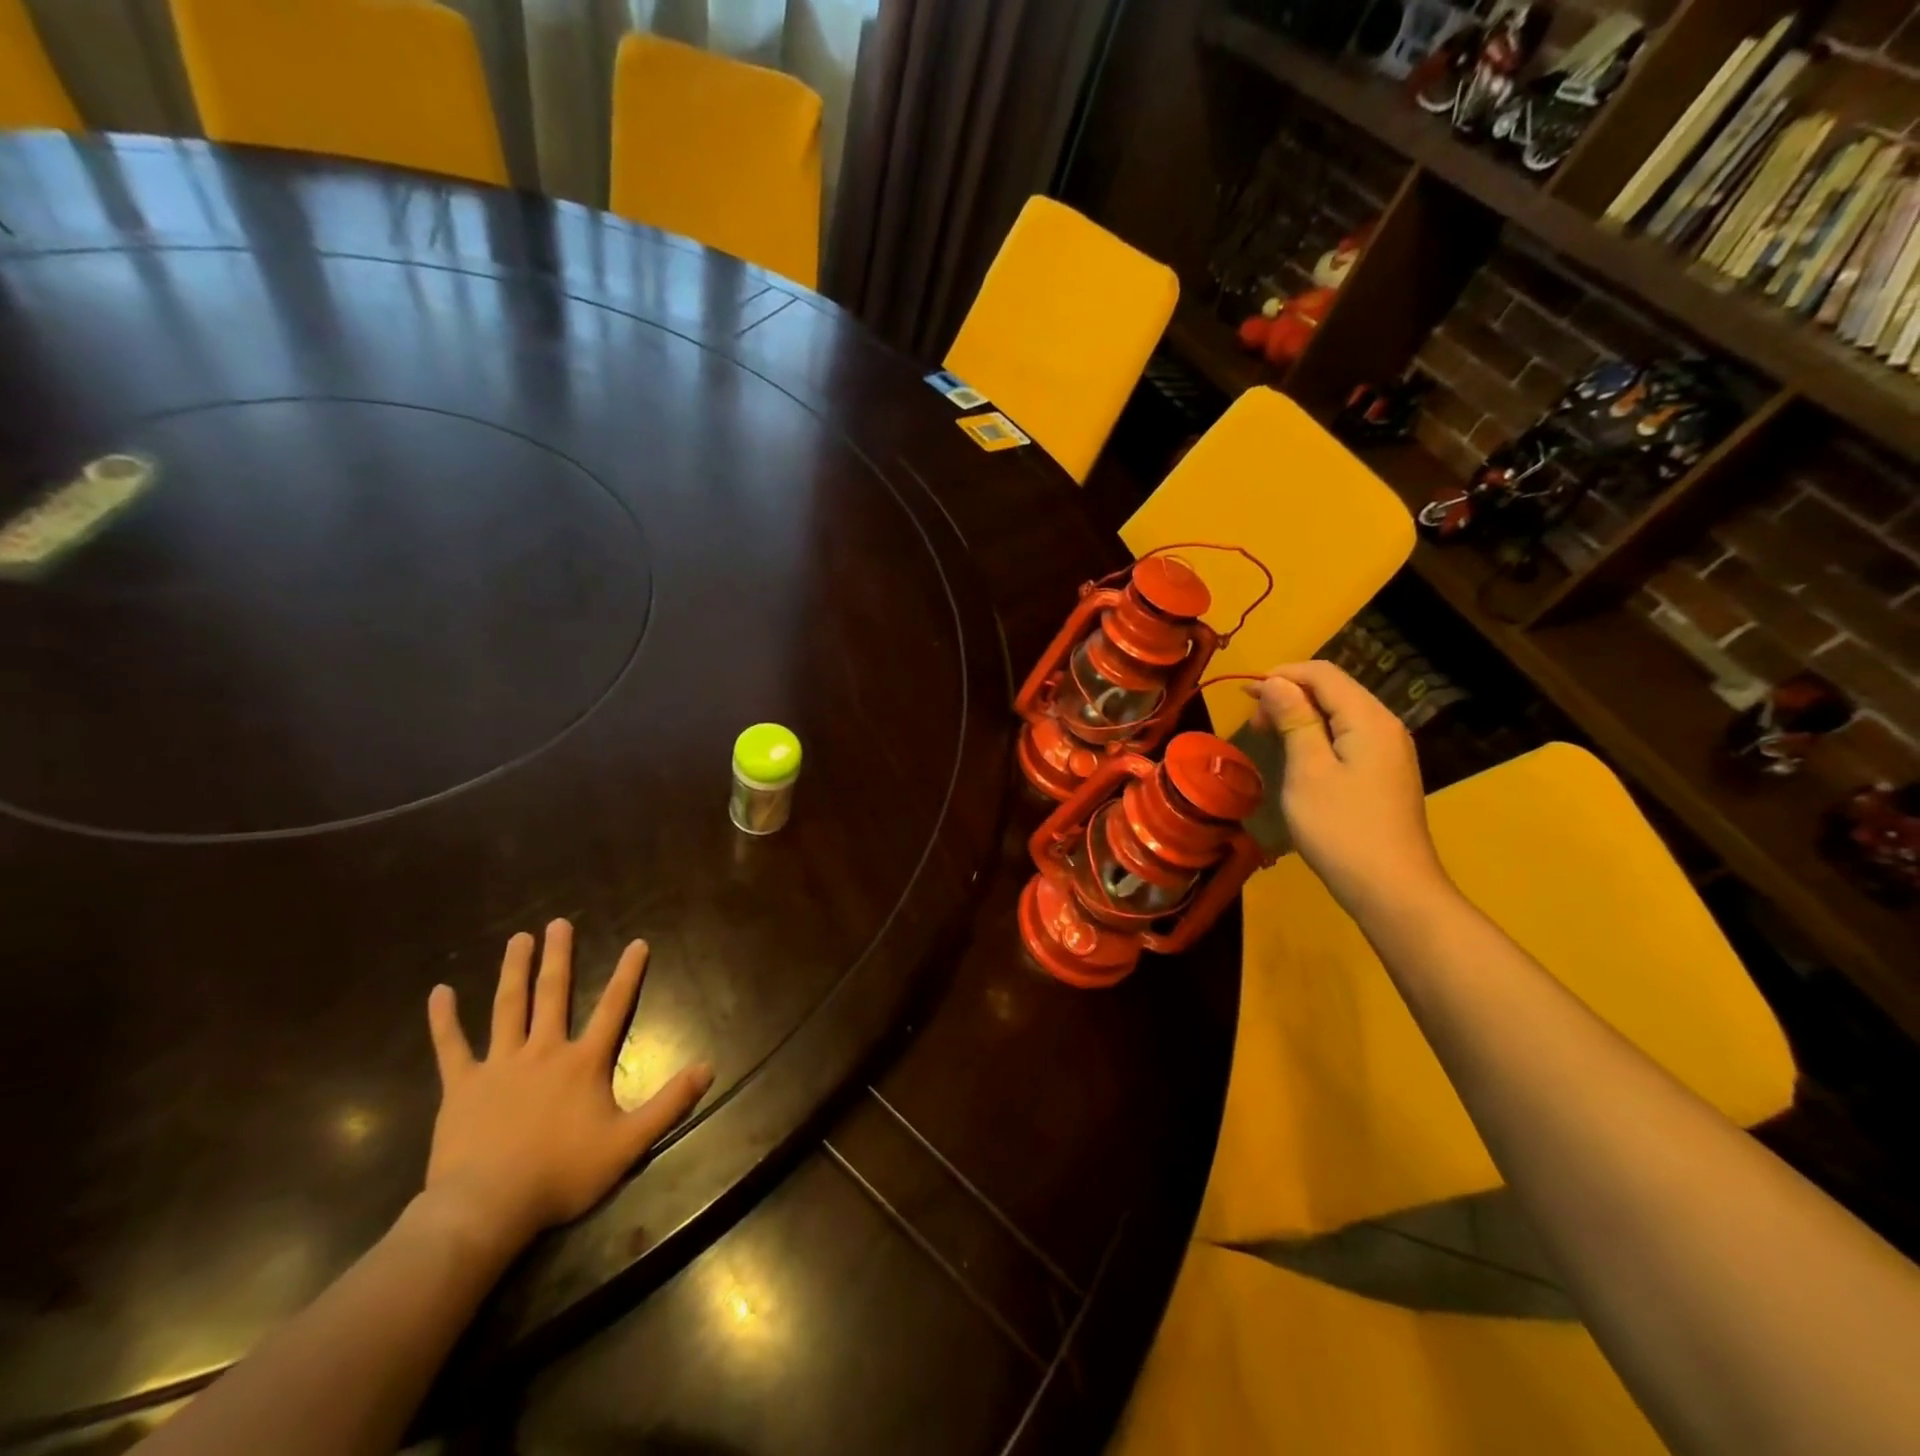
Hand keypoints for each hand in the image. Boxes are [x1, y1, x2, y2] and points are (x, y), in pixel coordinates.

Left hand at [422, 920, 713, 1255]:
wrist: (486, 1207)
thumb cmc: (561, 1174)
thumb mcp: (629, 1143)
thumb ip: (670, 1103)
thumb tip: (708, 1067)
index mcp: (583, 1062)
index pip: (614, 1007)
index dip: (628, 974)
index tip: (637, 942)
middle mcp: (544, 1051)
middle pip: (553, 994)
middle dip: (559, 956)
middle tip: (559, 923)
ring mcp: (500, 1065)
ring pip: (508, 1006)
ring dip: (515, 970)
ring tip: (519, 939)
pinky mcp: (461, 1086)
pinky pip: (451, 1046)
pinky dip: (444, 1019)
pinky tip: (438, 992)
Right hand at [1252, 662, 1449, 917]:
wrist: (1391, 889)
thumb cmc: (1341, 828)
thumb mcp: (1308, 771)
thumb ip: (1295, 720)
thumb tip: (1275, 681)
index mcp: (1369, 719)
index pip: (1323, 674)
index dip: (1282, 675)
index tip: (1243, 694)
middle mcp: (1385, 726)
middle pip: (1335, 690)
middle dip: (1290, 695)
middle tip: (1254, 723)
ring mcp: (1389, 752)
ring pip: (1340, 714)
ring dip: (1301, 716)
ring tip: (1269, 737)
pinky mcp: (1384, 774)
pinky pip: (1347, 738)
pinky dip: (1317, 736)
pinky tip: (1298, 757)